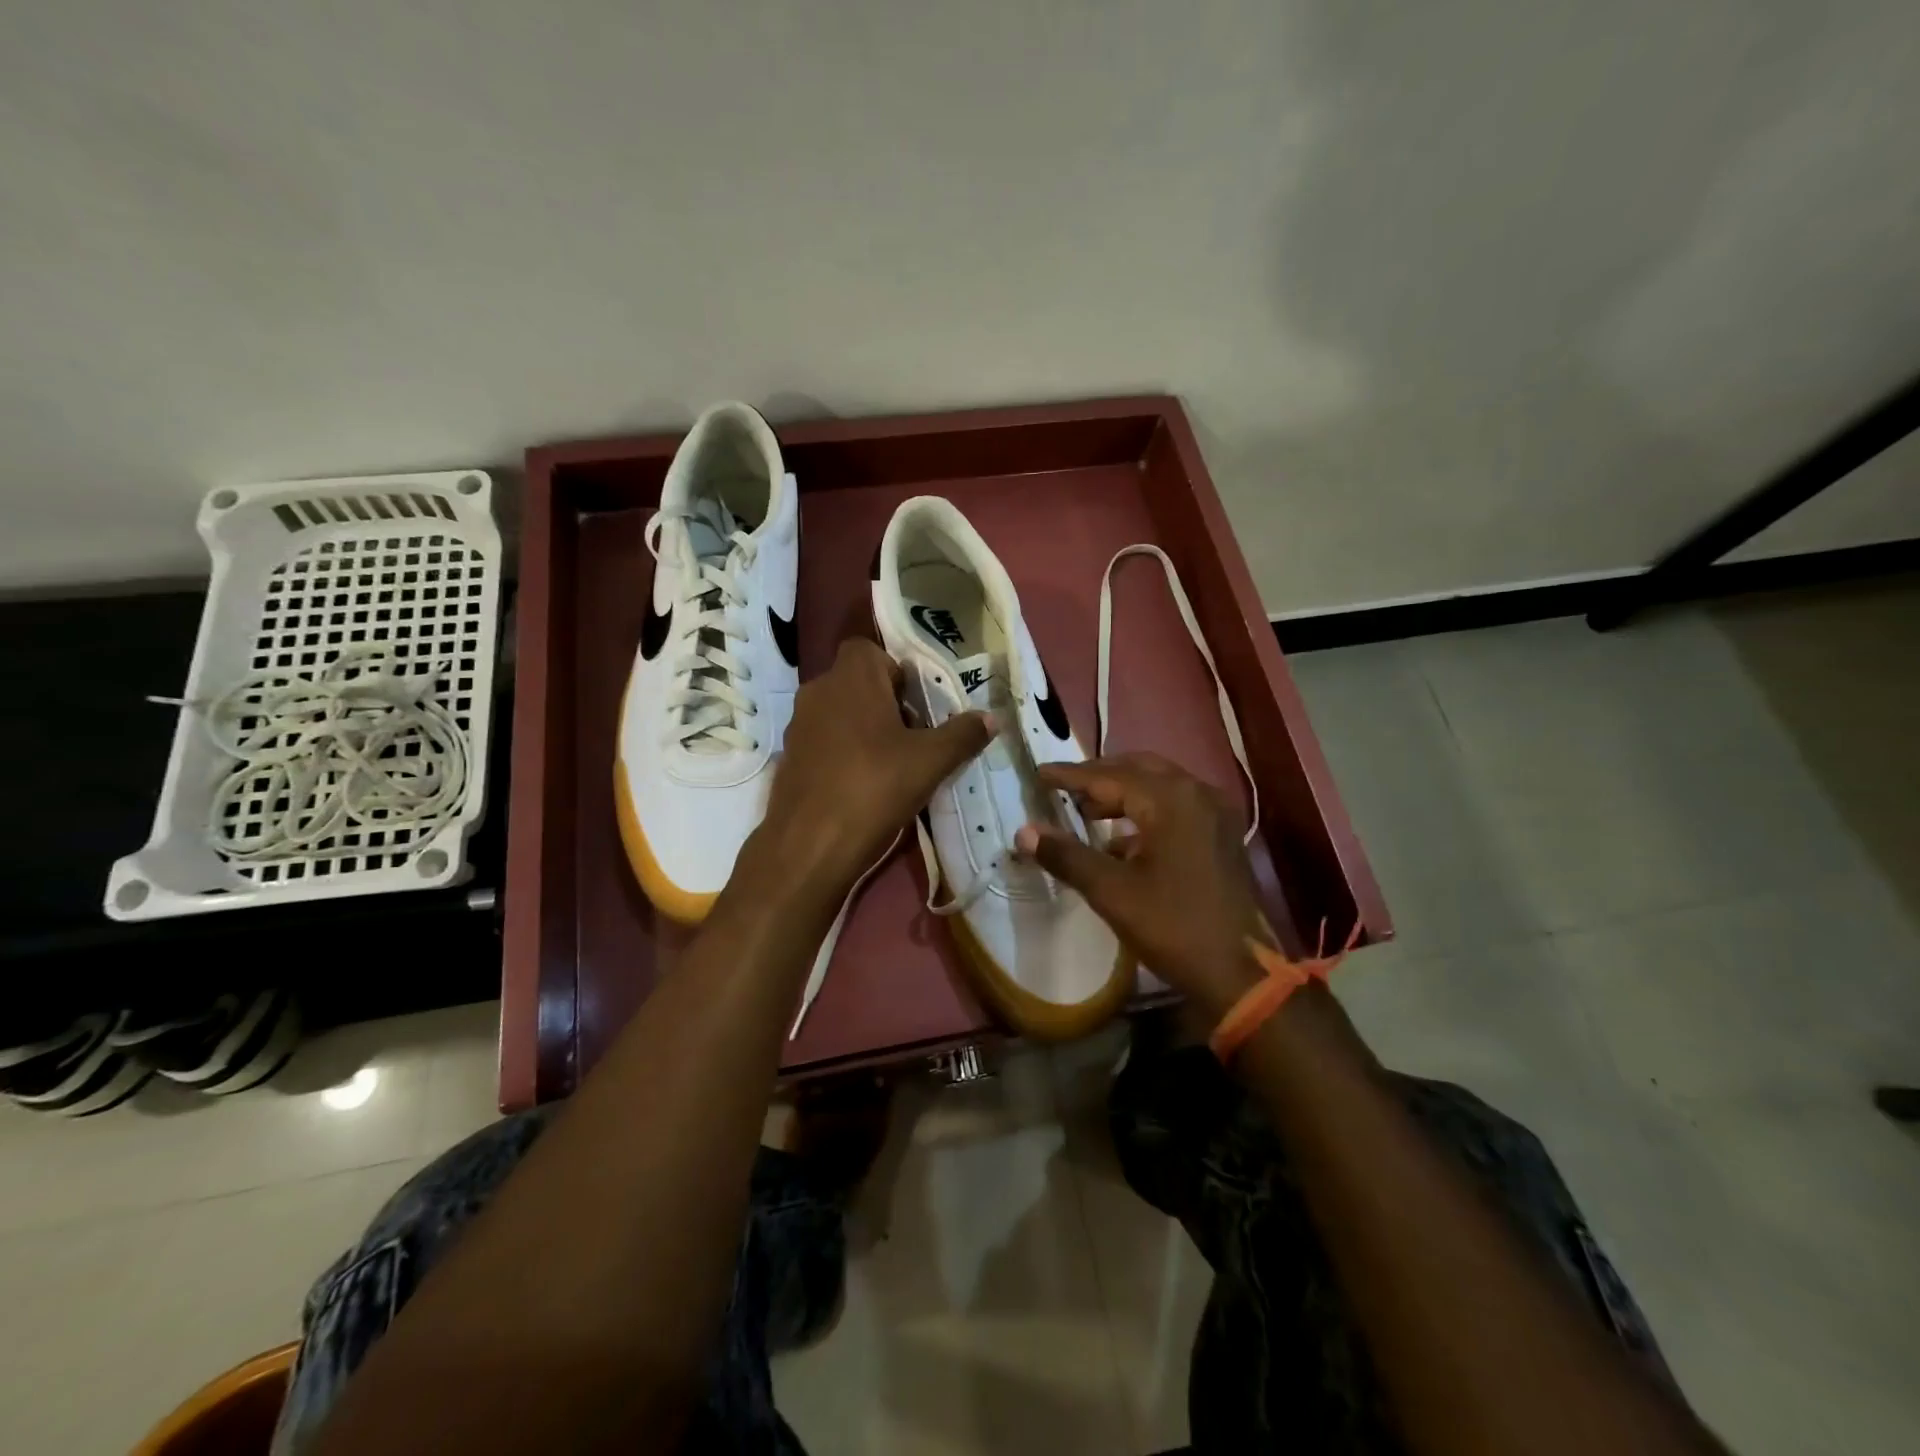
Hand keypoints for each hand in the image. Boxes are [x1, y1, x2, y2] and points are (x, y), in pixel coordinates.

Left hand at [754, 638, 991, 899]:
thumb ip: (962, 735)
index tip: (916, 703)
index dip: (895, 671)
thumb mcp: (930, 762)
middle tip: (913, 735)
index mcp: (851, 678)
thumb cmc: (874, 788)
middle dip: (885, 702)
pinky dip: (843, 751)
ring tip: (892, 762)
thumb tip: (991, 718)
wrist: (810, 845)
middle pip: (856, 681)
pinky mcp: (789, 757)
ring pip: (839, 711)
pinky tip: (863, 784)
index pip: (868, 649)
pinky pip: (824, 739)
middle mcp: (818, 691)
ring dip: (864, 727)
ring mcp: (798, 725)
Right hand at [1015, 753, 1267, 1019]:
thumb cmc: (1173, 926)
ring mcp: (1215, 813)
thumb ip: (1066, 855)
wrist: (1240, 974)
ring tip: (1087, 812)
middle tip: (1063, 787)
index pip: (1108, 776)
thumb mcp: (1111, 892)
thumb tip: (1024, 831)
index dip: (1070, 775)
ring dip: (1123, 793)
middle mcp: (1196, 793)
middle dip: (1099, 776)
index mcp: (1170, 800)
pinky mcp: (1222, 835)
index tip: (1039, 772)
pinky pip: (1177, 806)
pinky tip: (1122, 842)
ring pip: (1160, 786)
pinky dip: (1146, 812)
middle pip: (1138, 769)